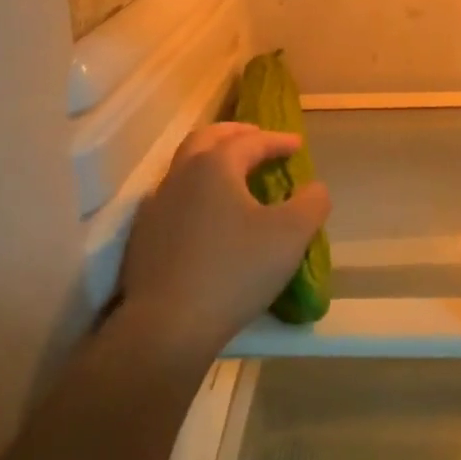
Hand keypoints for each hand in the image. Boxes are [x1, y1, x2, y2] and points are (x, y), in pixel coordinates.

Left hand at [116, 123, 331, 362]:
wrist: (167, 325)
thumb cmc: (234, 271)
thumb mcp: (290, 236)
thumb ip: (311, 203)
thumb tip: (315, 188)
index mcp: (214, 166)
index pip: (250, 141)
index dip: (277, 140)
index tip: (297, 144)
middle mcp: (181, 175)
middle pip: (207, 138)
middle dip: (235, 134)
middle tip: (257, 137)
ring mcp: (157, 204)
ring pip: (186, 166)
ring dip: (212, 159)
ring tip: (234, 173)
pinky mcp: (145, 234)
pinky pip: (175, 196)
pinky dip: (197, 189)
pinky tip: (208, 211)